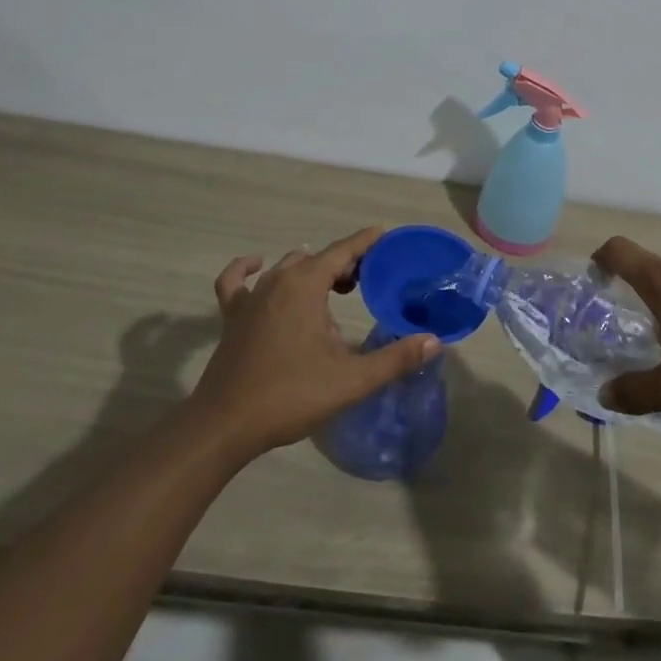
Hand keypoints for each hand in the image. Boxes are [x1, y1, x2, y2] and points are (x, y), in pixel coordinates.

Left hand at [191, 227, 441, 459]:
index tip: (385, 235)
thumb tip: (434, 341)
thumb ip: (395, 359)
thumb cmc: (291, 395)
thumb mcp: (351, 380)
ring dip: (311, 269)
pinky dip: (247, 268)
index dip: (366, 242)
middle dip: (344, 263)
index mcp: (306, 285)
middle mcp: (278, 280)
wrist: (225, 425)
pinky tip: (257, 265)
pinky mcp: (232, 315)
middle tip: (367, 280)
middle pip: (317, 257)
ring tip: (333, 287)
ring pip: (286, 267)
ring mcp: (250, 296)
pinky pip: (237, 280)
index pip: (343, 251)